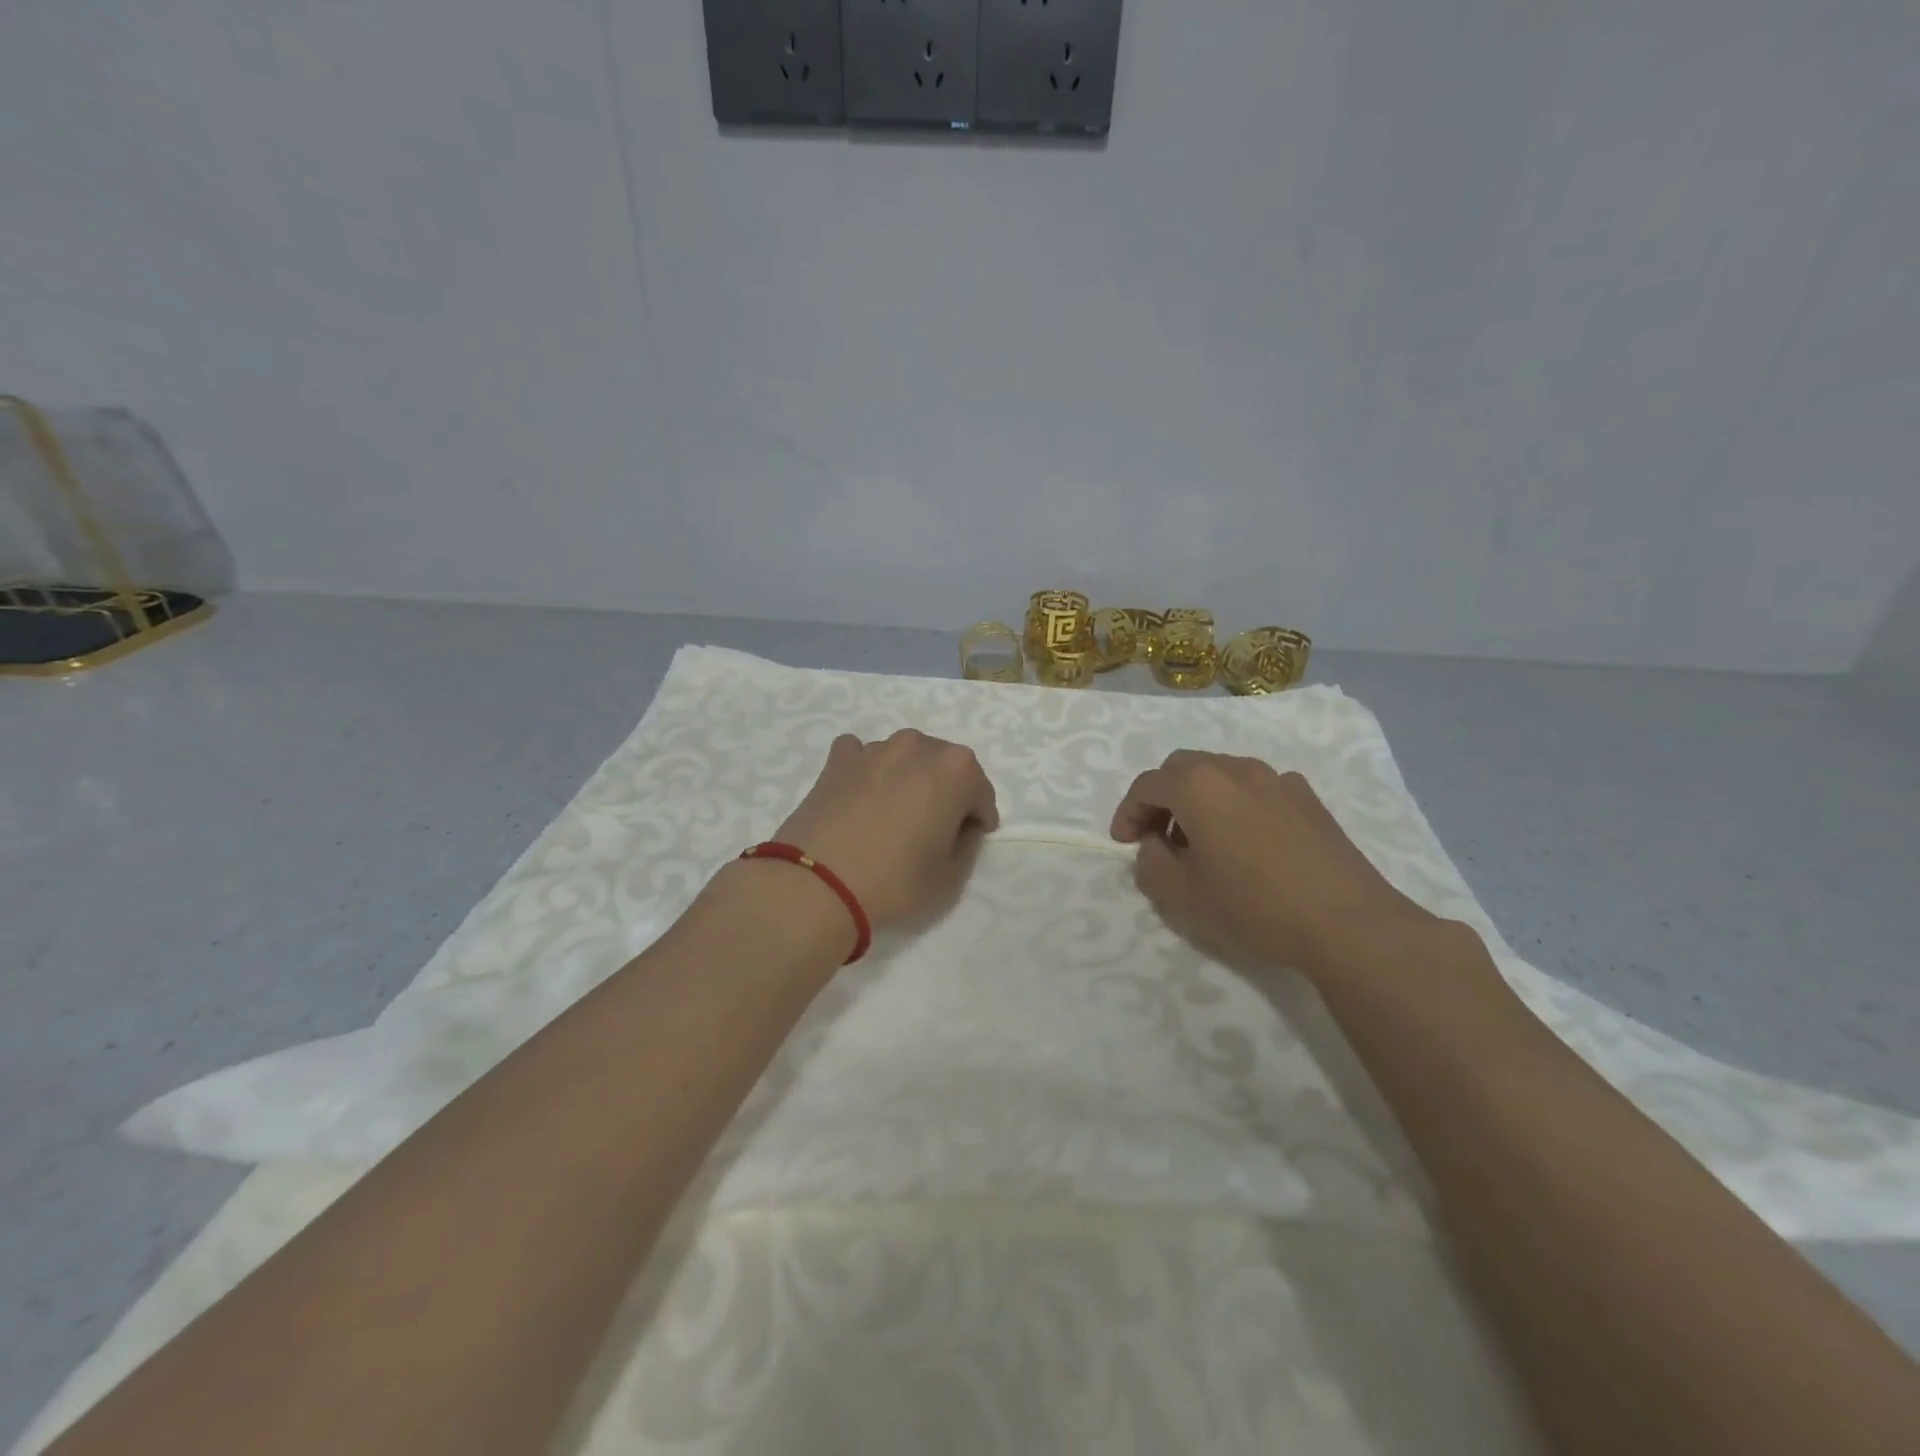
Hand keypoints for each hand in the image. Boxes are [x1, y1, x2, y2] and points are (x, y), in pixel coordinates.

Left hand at [771, 730, 999, 930]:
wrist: (816, 884)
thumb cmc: (895, 881)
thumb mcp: (950, 877)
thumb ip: (966, 845)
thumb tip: (959, 828)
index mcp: (956, 770)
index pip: (981, 792)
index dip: (979, 818)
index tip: (971, 838)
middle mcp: (918, 746)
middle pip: (944, 766)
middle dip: (946, 791)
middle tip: (934, 827)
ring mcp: (875, 748)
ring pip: (904, 759)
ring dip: (908, 779)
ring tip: (894, 815)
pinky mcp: (838, 760)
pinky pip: (862, 757)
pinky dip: (867, 771)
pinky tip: (860, 796)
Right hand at [1110, 751, 1435, 973]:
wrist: (1347, 923)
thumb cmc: (1253, 906)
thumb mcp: (1182, 896)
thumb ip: (1151, 864)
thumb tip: (1156, 847)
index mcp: (1198, 785)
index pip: (1147, 785)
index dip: (1127, 812)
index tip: (1124, 843)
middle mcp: (1236, 768)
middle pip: (1183, 768)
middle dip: (1162, 798)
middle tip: (1158, 838)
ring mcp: (1277, 779)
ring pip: (1222, 775)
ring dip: (1199, 800)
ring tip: (1202, 842)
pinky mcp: (1308, 798)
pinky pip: (1257, 789)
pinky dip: (1237, 805)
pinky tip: (1248, 843)